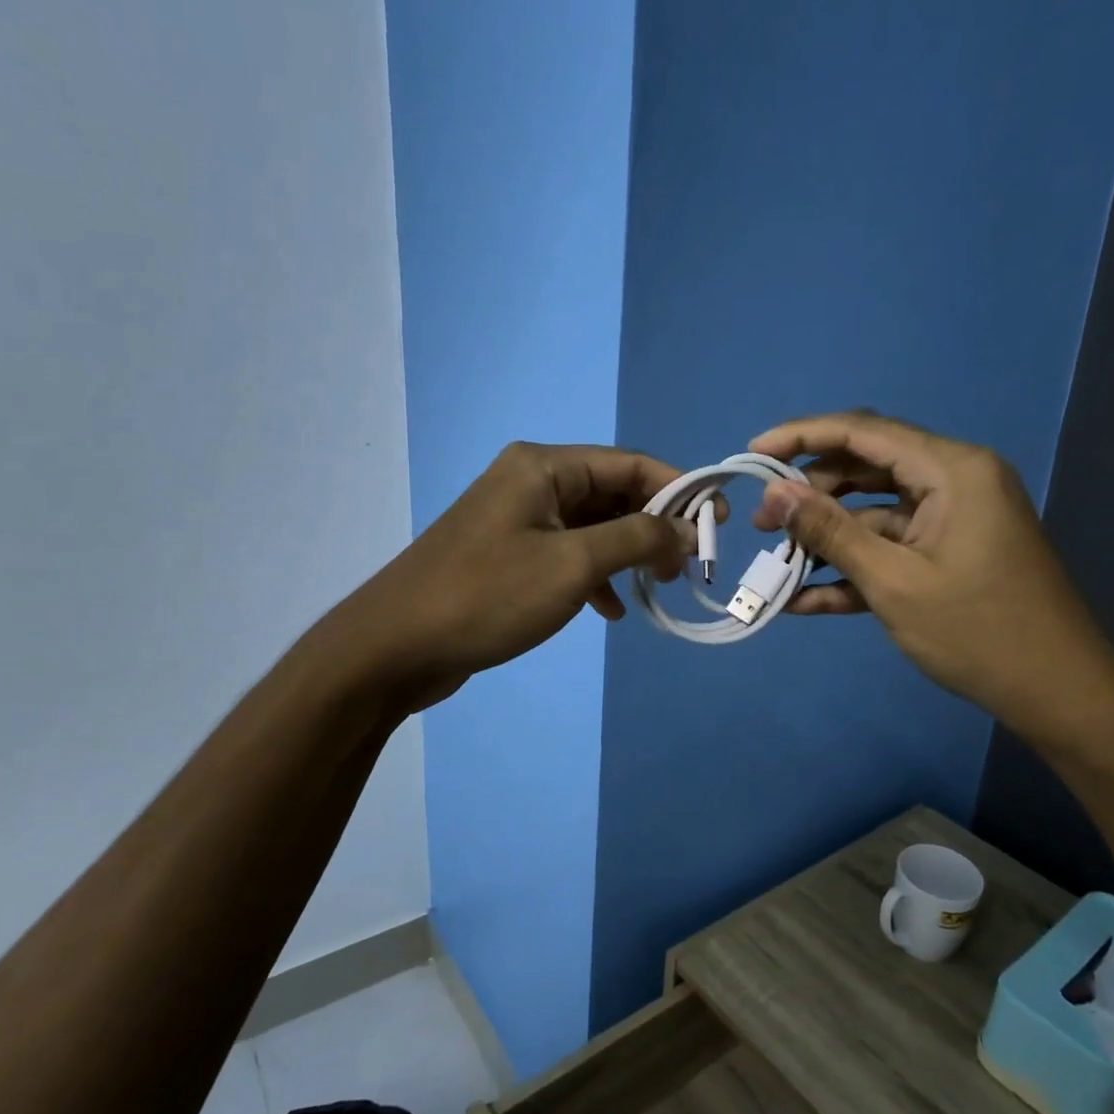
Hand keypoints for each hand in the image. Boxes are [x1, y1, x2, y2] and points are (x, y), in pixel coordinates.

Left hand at [330, 442, 702, 711]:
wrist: (394, 648)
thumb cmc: (488, 596)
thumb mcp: (573, 564)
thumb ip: (638, 539)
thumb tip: (690, 530)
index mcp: (544, 467)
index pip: (630, 465)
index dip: (679, 491)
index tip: (719, 526)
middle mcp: (530, 483)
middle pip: (612, 493)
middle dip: (654, 527)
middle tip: (687, 566)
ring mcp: (516, 521)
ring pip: (591, 528)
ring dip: (628, 553)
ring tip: (658, 586)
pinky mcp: (506, 558)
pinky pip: (566, 555)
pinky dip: (595, 576)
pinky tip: (611, 609)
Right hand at [749, 410, 1113, 744]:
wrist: (1059, 696)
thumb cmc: (979, 633)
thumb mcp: (893, 581)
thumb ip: (830, 532)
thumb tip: (774, 493)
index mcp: (952, 470)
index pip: (864, 432)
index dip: (802, 435)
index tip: (752, 453)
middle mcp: (953, 481)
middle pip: (865, 468)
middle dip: (810, 493)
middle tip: (762, 523)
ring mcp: (951, 520)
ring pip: (872, 511)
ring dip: (826, 536)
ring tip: (775, 561)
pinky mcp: (947, 555)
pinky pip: (890, 547)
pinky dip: (852, 568)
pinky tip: (805, 598)